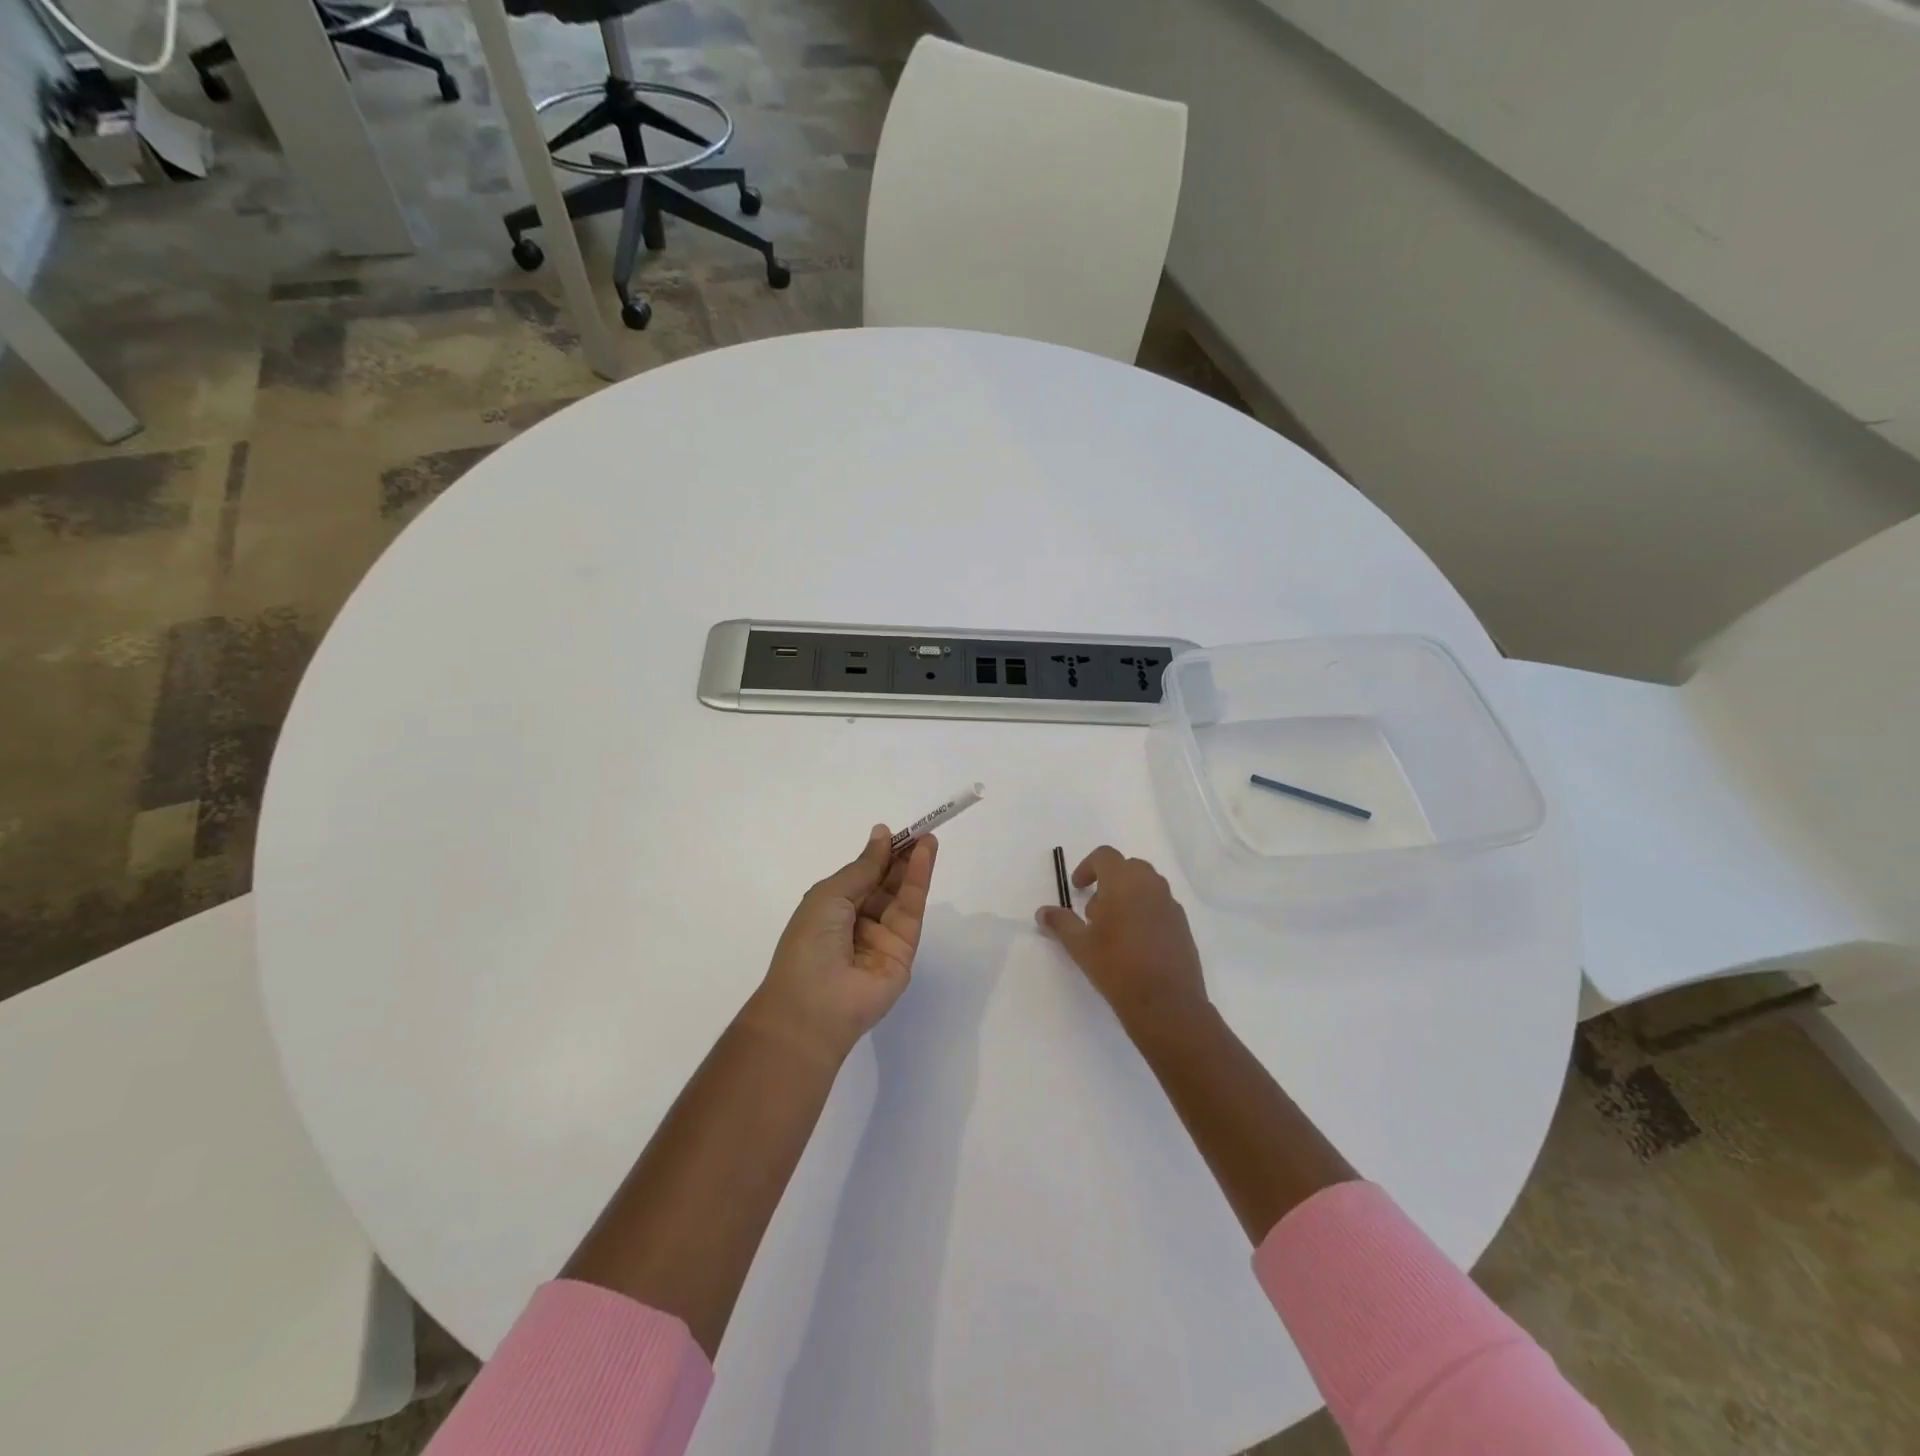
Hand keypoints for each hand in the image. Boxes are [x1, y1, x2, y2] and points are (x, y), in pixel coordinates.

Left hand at [749, 826, 937, 1062]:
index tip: (896, 832)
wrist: (813, 1005)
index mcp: (833, 910)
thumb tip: (881, 834)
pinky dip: (919, 882)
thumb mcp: (830, 894)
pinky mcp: (904, 952)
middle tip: (920, 830)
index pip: (862, 877)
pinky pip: (912, 912)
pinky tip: (925, 858)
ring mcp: (882, 939)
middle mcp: (858, 923)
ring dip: (915, 866)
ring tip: (928, 838)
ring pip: (902, 896)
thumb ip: (863, 866)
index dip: (879, 854)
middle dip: (901, 858)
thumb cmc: (809, 942)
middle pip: (886, 885)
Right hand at [1036, 847, 1208, 1035]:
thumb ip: (1061, 923)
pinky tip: (1136, 943)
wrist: (1166, 1003)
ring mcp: (1171, 904)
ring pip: (1146, 886)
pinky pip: (1160, 905)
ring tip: (1114, 928)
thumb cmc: (1117, 966)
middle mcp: (1151, 885)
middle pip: (1128, 867)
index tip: (1077, 888)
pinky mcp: (1183, 925)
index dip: (1087, 867)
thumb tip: (1043, 912)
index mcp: (1124, 882)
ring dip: (1128, 896)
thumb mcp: (1080, 945)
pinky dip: (1145, 912)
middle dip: (1109, 881)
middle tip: (1094, 910)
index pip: (1105, 856)